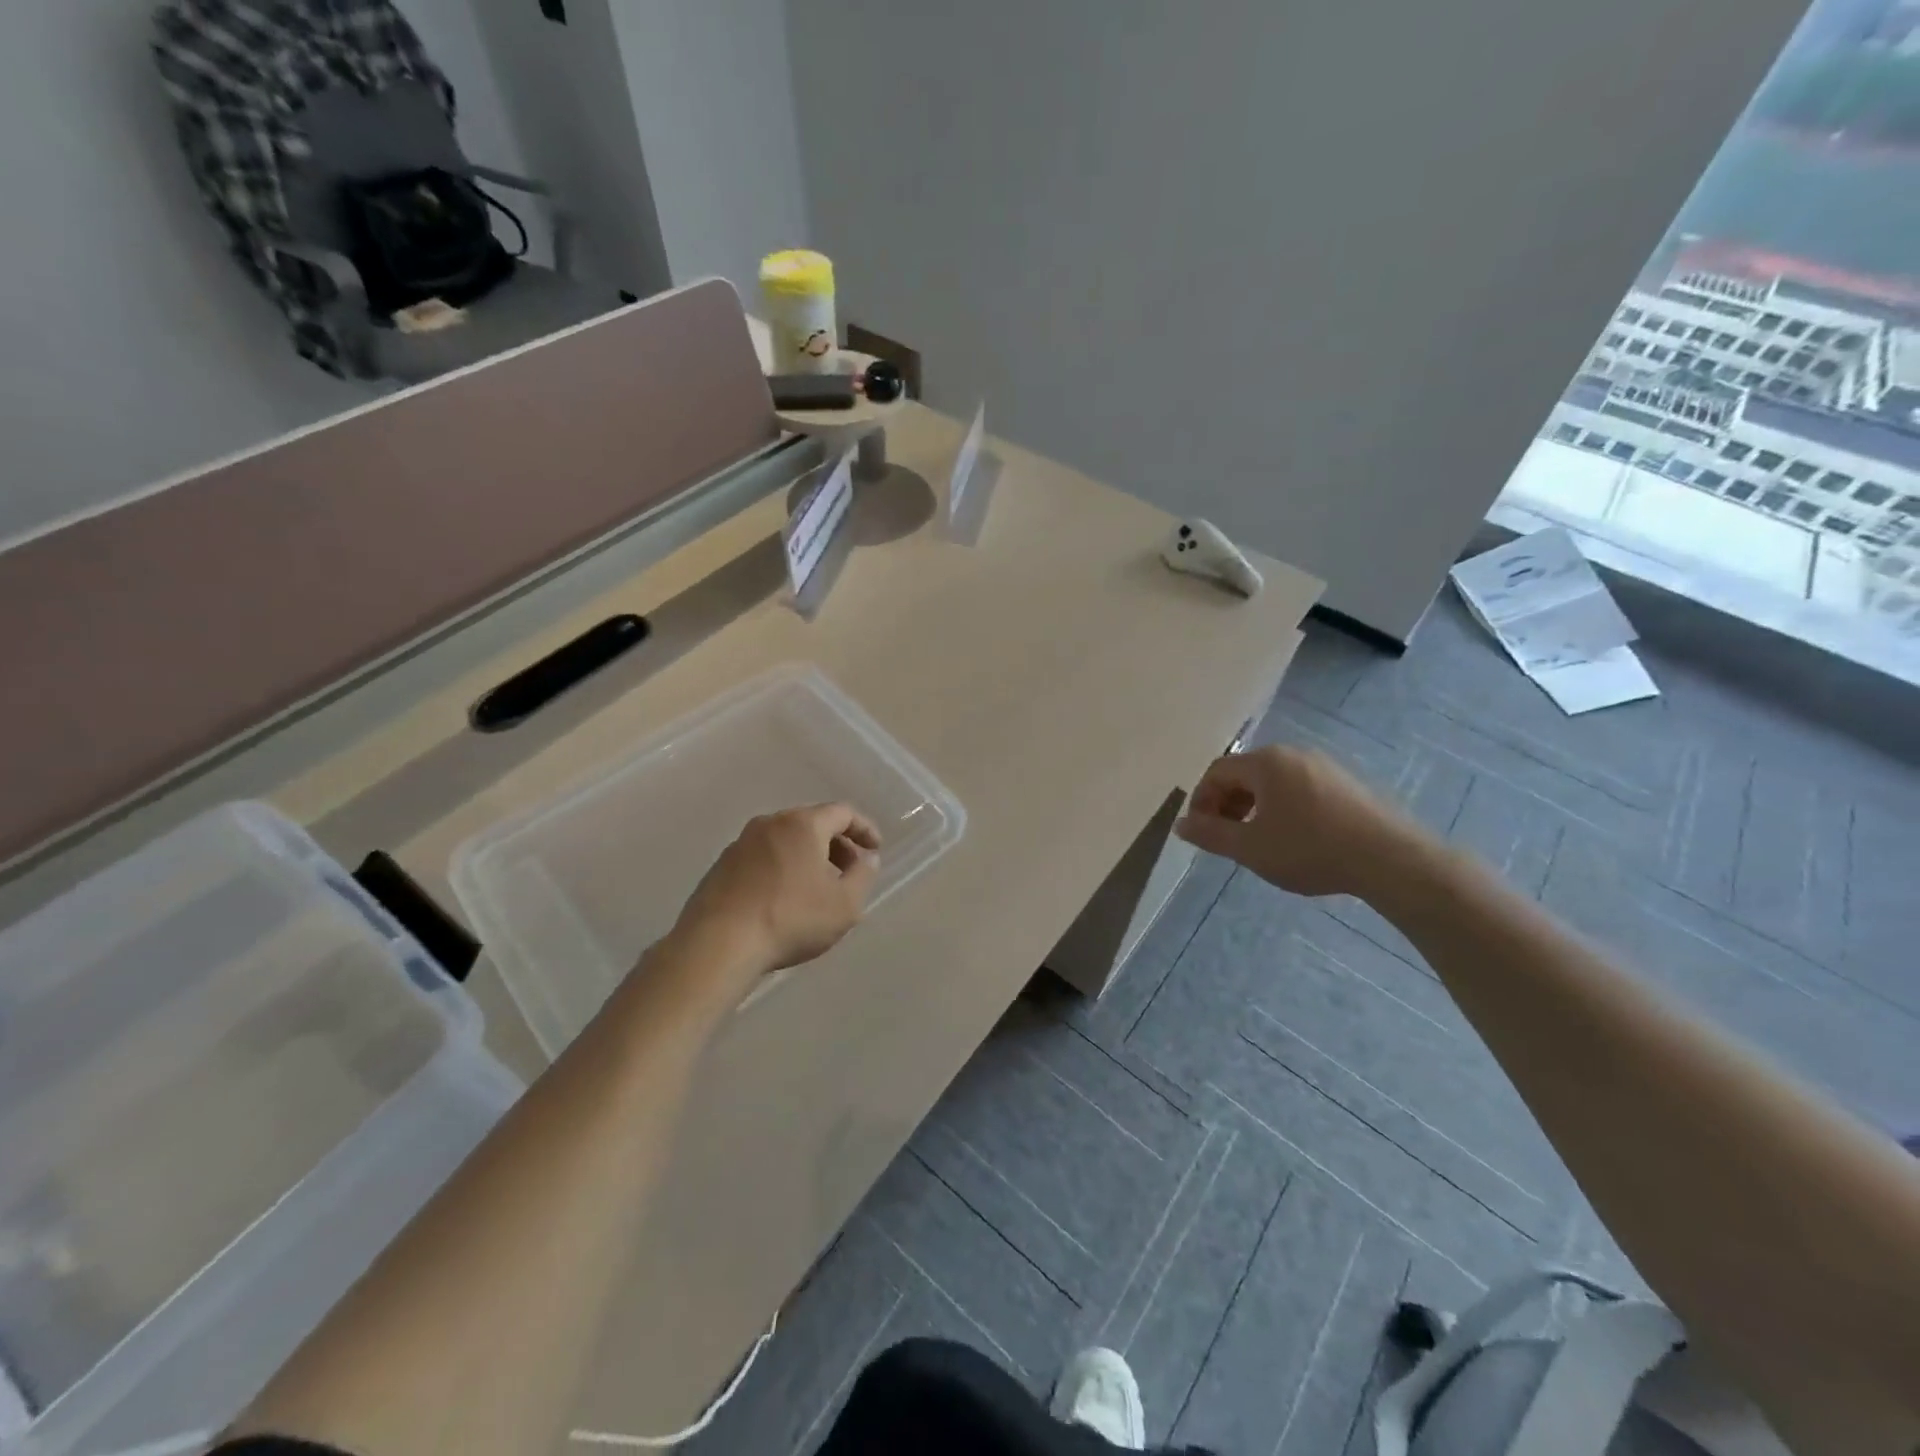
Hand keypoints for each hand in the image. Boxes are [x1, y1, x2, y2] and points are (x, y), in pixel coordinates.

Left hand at [671, 804, 881, 991]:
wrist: (718, 944)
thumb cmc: (791, 919)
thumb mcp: (844, 904)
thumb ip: (863, 875)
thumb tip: (867, 858)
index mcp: (803, 824)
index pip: (842, 812)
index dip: (864, 828)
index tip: (875, 849)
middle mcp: (770, 823)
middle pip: (812, 822)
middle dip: (837, 843)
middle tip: (850, 870)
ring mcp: (741, 843)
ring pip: (785, 839)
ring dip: (808, 856)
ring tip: (818, 888)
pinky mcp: (721, 866)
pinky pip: (763, 857)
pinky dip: (782, 867)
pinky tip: (784, 898)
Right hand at [1174, 746, 1418, 898]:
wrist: (1389, 858)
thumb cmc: (1309, 849)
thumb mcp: (1250, 848)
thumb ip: (1210, 834)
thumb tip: (1180, 824)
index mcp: (1265, 762)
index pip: (1217, 771)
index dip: (1201, 800)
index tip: (1201, 831)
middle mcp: (1292, 754)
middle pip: (1244, 773)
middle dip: (1227, 804)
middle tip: (1226, 837)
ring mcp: (1323, 766)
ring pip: (1272, 782)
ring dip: (1254, 807)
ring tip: (1257, 840)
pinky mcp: (1346, 783)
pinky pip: (1299, 788)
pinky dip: (1282, 807)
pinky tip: (1293, 838)